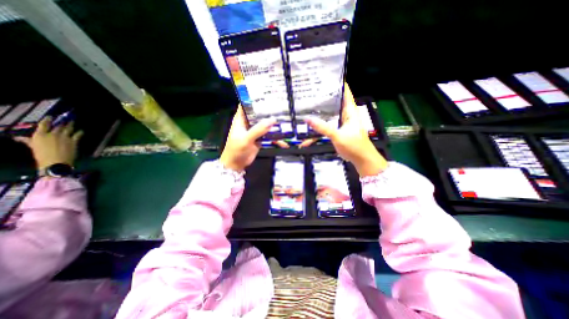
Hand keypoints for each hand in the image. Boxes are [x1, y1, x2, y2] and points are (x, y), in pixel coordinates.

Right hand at [14, 116, 83, 170]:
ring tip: (73, 121)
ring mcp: (65, 137)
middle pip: (59, 126)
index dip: (48, 119)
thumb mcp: (33, 147)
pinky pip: (78, 134)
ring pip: (69, 128)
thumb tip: (18, 137)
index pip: (43, 124)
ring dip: (71, 124)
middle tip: (66, 118)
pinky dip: (80, 132)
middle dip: (63, 121)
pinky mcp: (74, 141)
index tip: (51, 116)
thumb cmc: (42, 155)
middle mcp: (53, 134)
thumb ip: (28, 141)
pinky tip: (82, 131)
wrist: (55, 162)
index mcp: (40, 135)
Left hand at [220, 105, 280, 171]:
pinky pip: (268, 135)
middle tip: (281, 105)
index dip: (254, 99)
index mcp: (241, 119)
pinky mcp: (260, 139)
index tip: (266, 94)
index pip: (246, 105)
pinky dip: (275, 136)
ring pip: (265, 124)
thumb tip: (272, 120)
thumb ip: (258, 129)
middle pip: (258, 114)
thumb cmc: (236, 150)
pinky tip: (283, 138)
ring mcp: (255, 131)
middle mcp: (248, 123)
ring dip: (273, 123)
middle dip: (268, 110)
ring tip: (285, 119)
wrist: (236, 164)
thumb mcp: (246, 139)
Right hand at [300, 82, 389, 176]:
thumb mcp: (337, 135)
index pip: (345, 92)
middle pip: (334, 103)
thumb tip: (307, 119)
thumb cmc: (354, 146)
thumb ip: (323, 127)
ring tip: (306, 108)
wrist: (361, 160)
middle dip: (324, 98)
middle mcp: (346, 114)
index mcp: (350, 111)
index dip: (337, 84)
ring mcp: (341, 123)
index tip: (325, 77)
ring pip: (329, 115)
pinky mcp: (338, 131)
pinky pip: (327, 126)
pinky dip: (319, 128)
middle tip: (310, 93)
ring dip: (320, 113)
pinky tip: (309, 132)